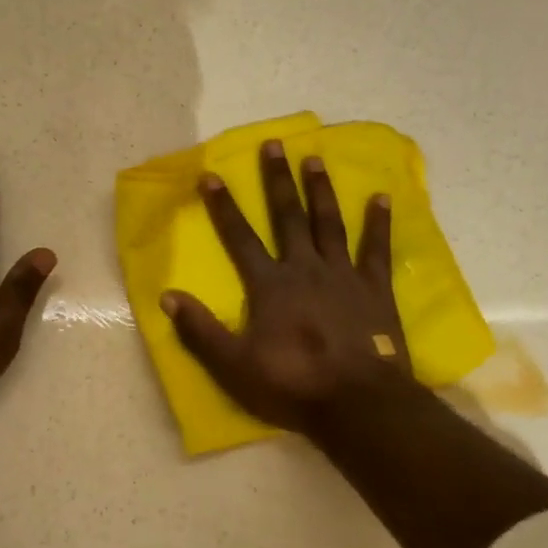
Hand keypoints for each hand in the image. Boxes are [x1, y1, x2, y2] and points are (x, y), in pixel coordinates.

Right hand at [162, 139, 412, 436]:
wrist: (357, 402)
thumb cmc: (292, 384)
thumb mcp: (234, 365)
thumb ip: (200, 330)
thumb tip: (167, 296)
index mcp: (270, 285)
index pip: (240, 238)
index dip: (223, 206)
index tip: (211, 175)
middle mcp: (305, 269)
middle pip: (288, 217)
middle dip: (277, 180)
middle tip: (274, 144)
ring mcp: (343, 275)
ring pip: (328, 223)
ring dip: (320, 190)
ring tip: (315, 158)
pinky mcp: (375, 289)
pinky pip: (376, 249)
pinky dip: (378, 223)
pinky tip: (380, 197)